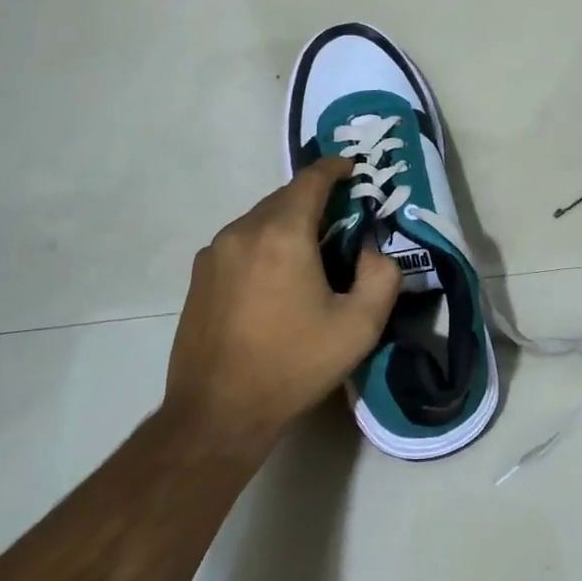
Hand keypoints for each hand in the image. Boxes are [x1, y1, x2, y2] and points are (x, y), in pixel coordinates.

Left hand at [161, 157, 400, 451]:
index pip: (311, 180)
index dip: (335, 168)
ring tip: (311, 254)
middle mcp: (242, 231)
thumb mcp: (360, 326)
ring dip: (288, 224)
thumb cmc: (294, 365)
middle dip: (315, 200)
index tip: (352, 168)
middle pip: (284, 197)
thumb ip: (381, 275)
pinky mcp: (199, 276)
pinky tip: (277, 280)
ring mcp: (214, 253)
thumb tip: (370, 250)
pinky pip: (241, 243)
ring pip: (260, 220)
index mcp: (282, 234)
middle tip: (342, 220)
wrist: (218, 412)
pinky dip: (265, 244)